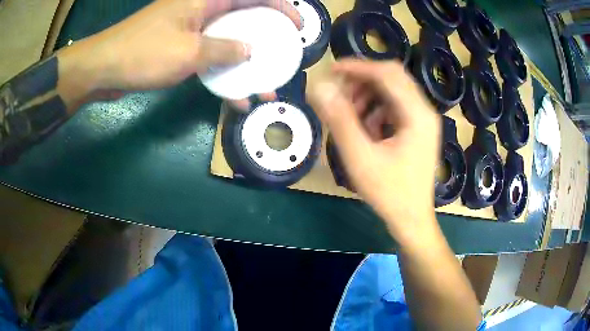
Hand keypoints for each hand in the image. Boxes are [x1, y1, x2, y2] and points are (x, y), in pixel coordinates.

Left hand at [59, 0, 301, 107]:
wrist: (103, 69)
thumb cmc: (142, 53)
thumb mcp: (188, 52)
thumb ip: (223, 49)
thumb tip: (249, 51)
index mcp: (205, 1)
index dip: (280, 8)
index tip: (297, 26)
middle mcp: (201, 10)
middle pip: (243, 19)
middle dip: (266, 39)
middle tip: (282, 57)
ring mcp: (190, 30)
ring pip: (227, 41)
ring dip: (245, 63)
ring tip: (263, 85)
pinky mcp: (179, 47)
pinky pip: (209, 56)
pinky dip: (222, 73)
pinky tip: (232, 95)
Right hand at [309, 60, 440, 241]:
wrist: (411, 219)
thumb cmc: (389, 192)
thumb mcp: (360, 157)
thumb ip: (339, 120)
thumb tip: (319, 87)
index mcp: (417, 114)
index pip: (387, 74)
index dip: (358, 67)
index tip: (331, 70)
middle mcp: (424, 111)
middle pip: (392, 78)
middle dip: (362, 81)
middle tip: (339, 94)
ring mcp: (423, 120)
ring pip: (392, 92)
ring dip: (368, 96)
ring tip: (349, 115)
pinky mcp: (418, 129)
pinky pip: (395, 107)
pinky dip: (376, 110)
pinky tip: (365, 129)